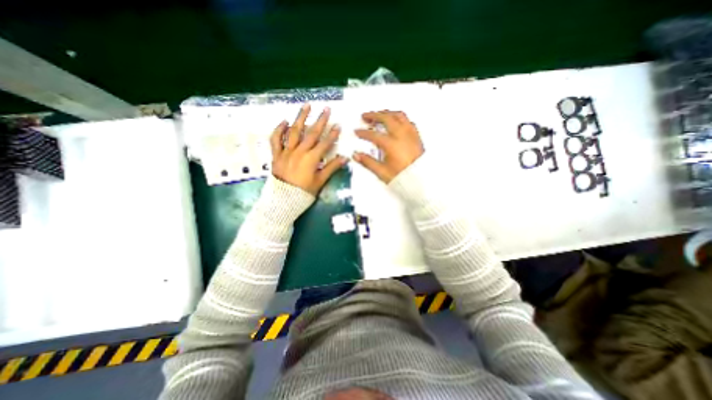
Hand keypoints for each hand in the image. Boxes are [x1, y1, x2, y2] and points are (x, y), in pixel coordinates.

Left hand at [270, 103, 347, 194]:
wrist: (283, 199)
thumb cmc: (304, 192)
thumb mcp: (320, 181)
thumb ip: (332, 168)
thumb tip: (345, 158)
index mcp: (311, 159)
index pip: (325, 143)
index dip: (332, 134)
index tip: (338, 125)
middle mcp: (299, 151)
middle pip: (312, 133)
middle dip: (320, 120)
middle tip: (326, 109)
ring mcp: (287, 151)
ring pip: (294, 131)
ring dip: (301, 118)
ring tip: (306, 106)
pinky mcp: (277, 154)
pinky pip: (276, 139)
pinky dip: (279, 130)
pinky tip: (285, 121)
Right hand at [353, 111, 424, 181]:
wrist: (421, 181)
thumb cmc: (404, 178)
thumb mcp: (382, 172)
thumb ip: (368, 162)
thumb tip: (356, 155)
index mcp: (392, 144)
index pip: (374, 135)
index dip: (363, 133)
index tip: (357, 132)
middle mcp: (402, 136)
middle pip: (386, 118)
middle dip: (374, 115)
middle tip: (366, 116)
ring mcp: (411, 135)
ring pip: (399, 116)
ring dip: (387, 113)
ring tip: (380, 115)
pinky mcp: (417, 137)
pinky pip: (408, 121)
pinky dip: (399, 118)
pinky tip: (396, 122)